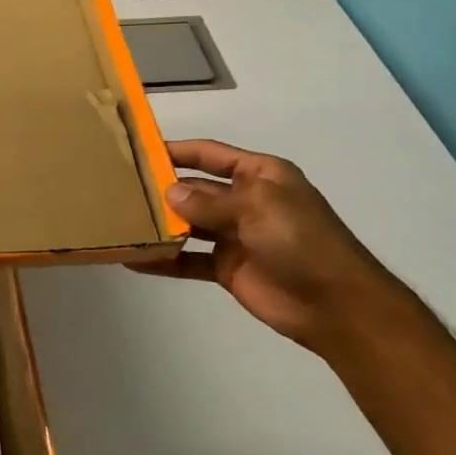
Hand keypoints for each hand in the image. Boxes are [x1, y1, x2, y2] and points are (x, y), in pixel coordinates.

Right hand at [136, 139, 422, 357]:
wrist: (335, 304)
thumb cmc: (302, 241)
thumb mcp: (258, 207)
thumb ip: (210, 201)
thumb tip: (169, 192)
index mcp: (260, 175)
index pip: (211, 154)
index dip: (178, 151)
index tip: (140, 149)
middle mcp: (245, 200)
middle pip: (196, 188)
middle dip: (163, 188)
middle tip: (120, 188)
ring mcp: (235, 235)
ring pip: (189, 224)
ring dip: (161, 224)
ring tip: (121, 220)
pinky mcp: (227, 268)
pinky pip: (190, 260)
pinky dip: (165, 260)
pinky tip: (135, 259)